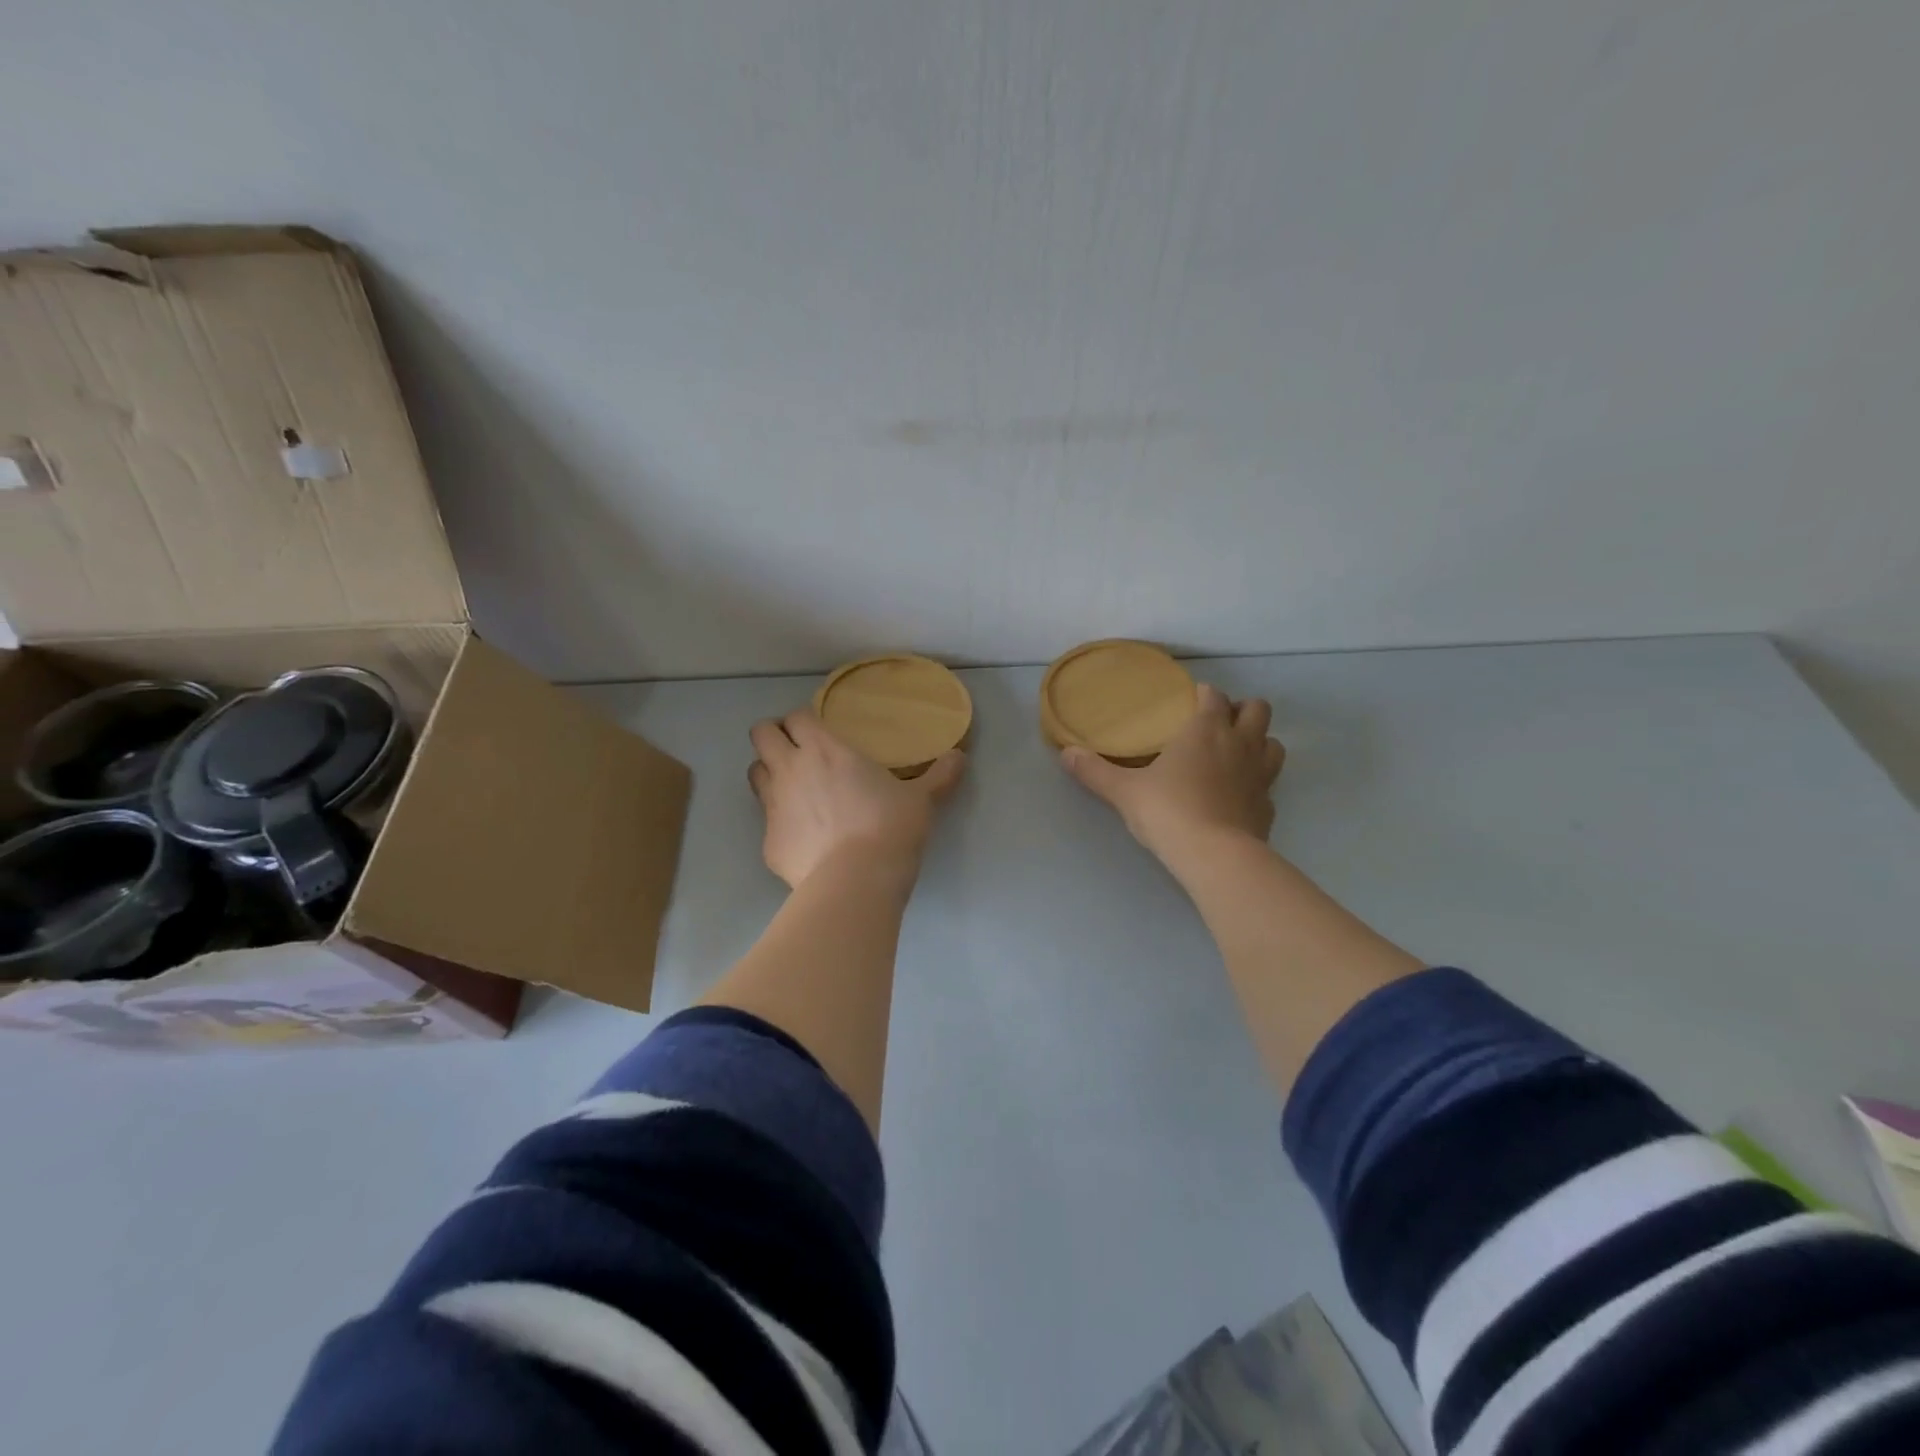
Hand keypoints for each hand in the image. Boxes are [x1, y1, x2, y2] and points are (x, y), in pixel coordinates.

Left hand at [749, 709, 966, 888]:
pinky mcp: (767, 842)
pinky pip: (766, 820)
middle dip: (773, 736)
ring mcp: (773, 806)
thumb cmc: (890, 828)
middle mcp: (791, 769)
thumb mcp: (921, 800)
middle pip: (760, 734)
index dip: (802, 721)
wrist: (856, 881)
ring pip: (754, 773)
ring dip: (769, 774)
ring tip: (793, 789)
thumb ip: (939, 776)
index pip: (795, 716)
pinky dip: (780, 822)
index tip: (816, 731)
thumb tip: (960, 757)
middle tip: (795, 751)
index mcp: (825, 749)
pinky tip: (804, 837)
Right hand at [1060, 684, 1284, 862]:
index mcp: (1206, 730)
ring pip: (1274, 743)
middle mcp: (1240, 744)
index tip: (1190, 700)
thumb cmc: (1168, 811)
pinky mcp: (1268, 807)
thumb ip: (1094, 771)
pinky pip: (1269, 786)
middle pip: (1258, 709)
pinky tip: (1239, 797)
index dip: (1204, 694)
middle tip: (1219, 724)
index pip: (1213, 696)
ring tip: (1236, 755)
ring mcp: (1261, 775)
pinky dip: (1257, 785)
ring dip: (1259, 742)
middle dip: (1242, 710)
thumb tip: (1065, 753)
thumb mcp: (1123, 791)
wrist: (1215, 857)